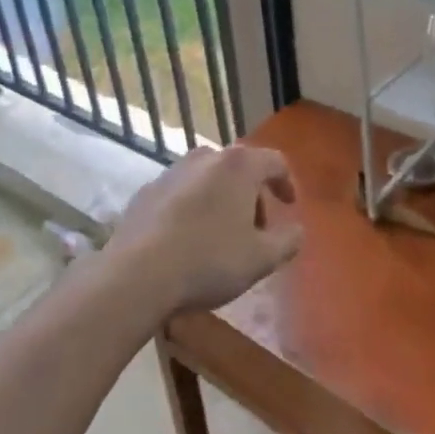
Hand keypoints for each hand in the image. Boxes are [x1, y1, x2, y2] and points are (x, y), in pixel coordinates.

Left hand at [111, 146, 302, 317]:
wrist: (137, 275)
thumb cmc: (209, 261)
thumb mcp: (261, 259)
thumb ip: (287, 241)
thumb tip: (297, 230)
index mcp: (239, 165)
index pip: (274, 161)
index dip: (286, 183)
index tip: (289, 206)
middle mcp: (205, 157)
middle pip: (240, 168)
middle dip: (252, 196)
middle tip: (256, 229)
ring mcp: (171, 172)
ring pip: (208, 179)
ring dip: (221, 200)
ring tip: (221, 235)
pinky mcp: (146, 191)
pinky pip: (180, 194)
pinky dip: (192, 208)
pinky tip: (188, 240)